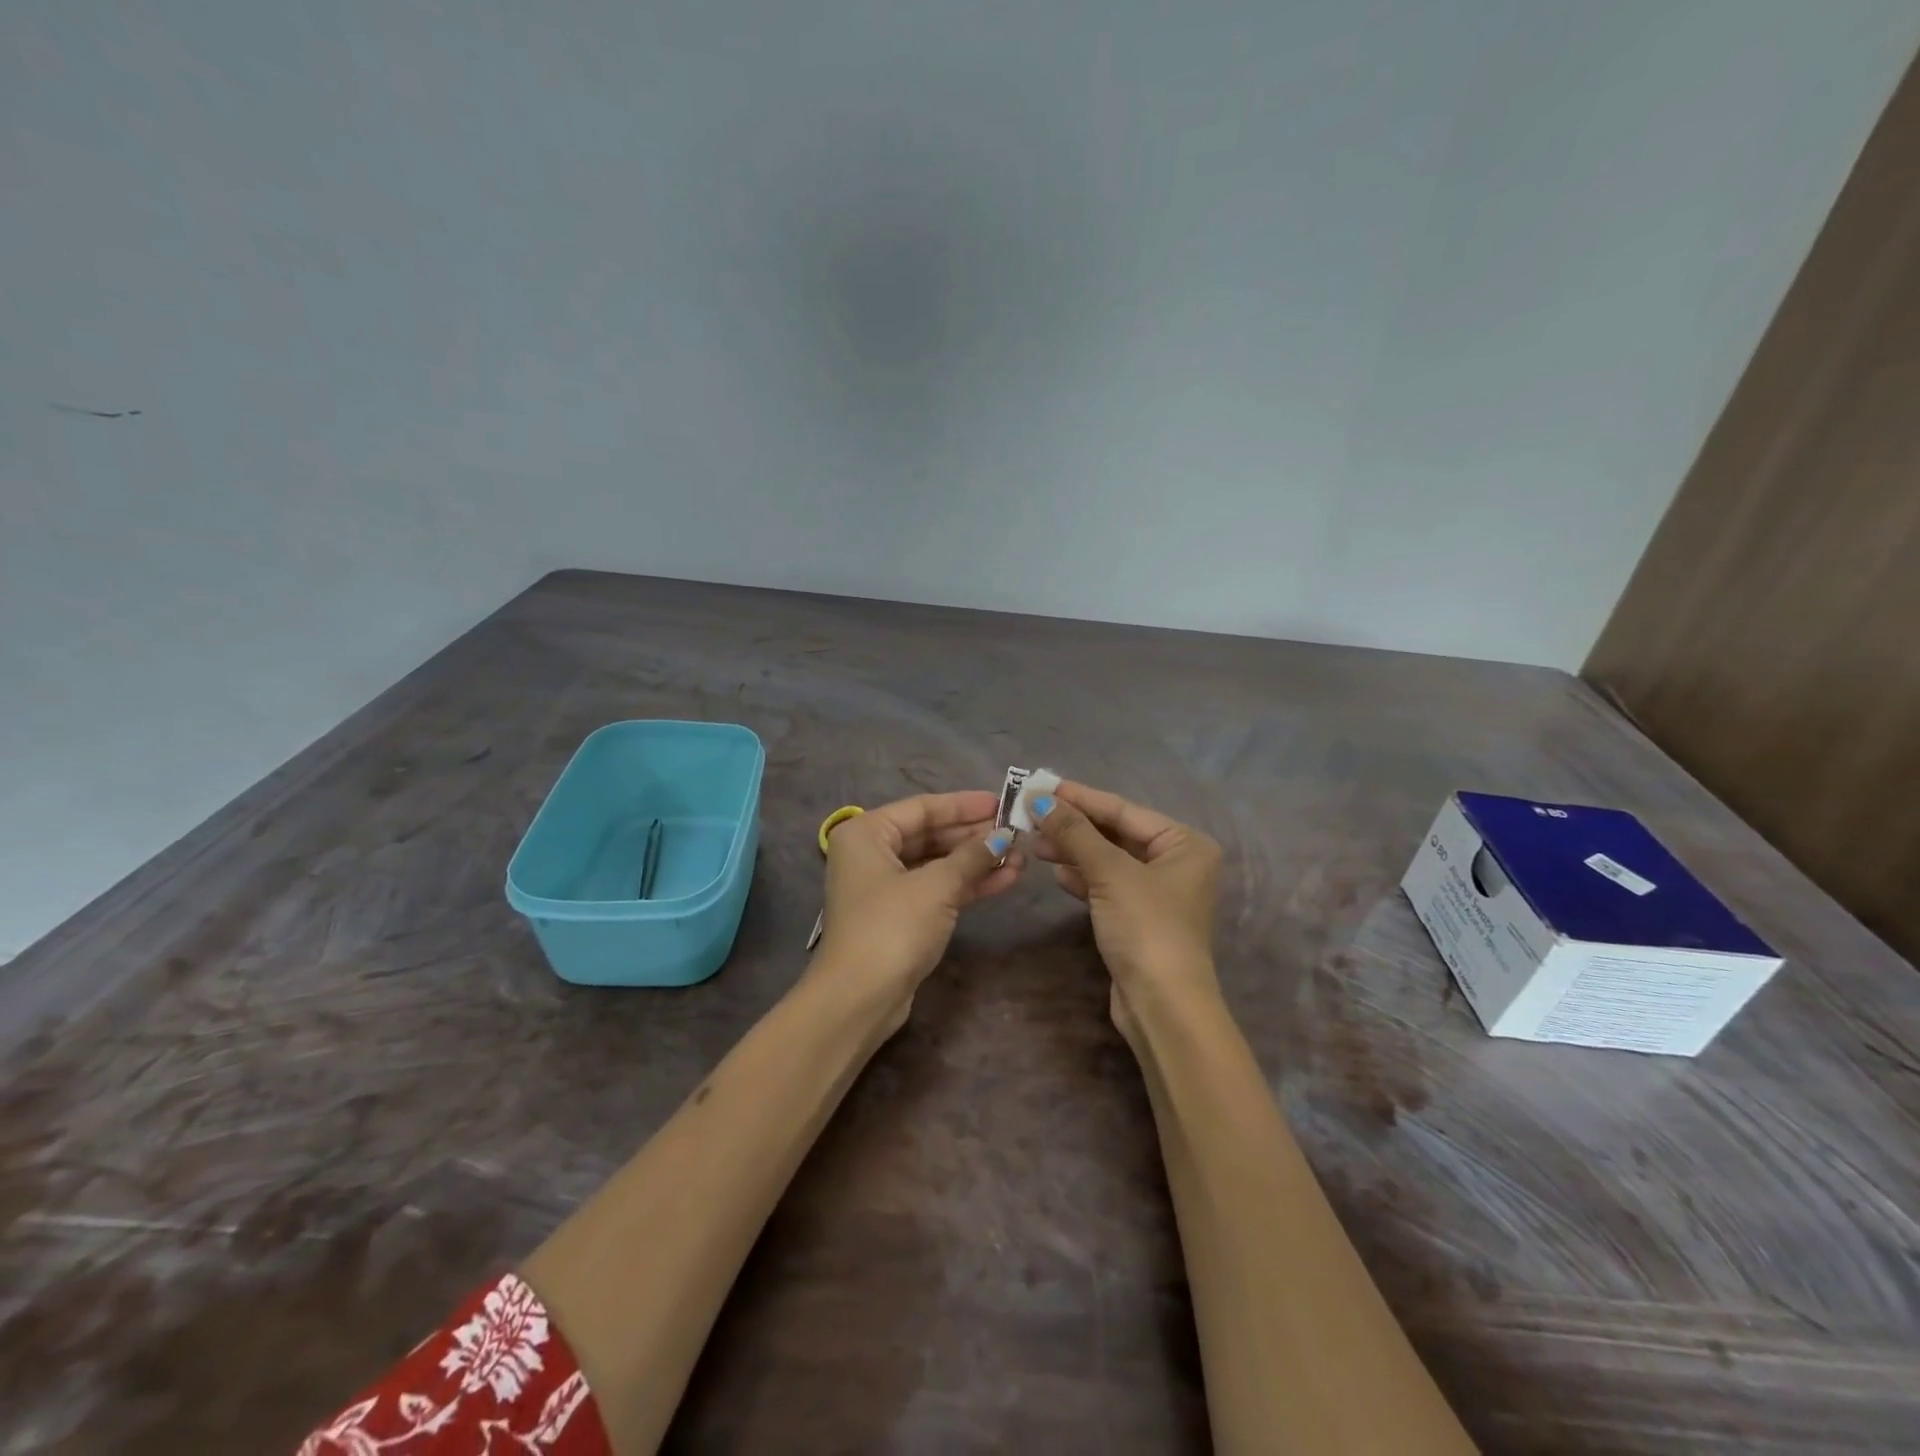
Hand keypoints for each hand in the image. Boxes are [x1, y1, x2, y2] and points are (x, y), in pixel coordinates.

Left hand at [813, 790, 1023, 1023]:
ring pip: (937, 864)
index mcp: (867, 833)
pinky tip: (1004, 881)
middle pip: (931, 835)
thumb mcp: (937, 886)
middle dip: (975, 837)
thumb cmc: (892, 927)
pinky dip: (967, 885)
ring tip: (1020, 859)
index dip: (965, 805)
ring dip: (977, 862)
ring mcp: (884, 887)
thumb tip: (1003, 837)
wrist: (859, 998)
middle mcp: (871, 853)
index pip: (923, 808)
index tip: (1002, 802)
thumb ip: (972, 857)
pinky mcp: (899, 916)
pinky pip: (936, 889)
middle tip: (1017, 833)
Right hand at [1027, 782, 1222, 1038]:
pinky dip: (1082, 877)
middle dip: (1073, 826)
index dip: (1080, 798)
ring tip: (1035, 843)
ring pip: (1108, 860)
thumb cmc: (1146, 927)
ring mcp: (1158, 892)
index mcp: (1184, 843)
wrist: (1162, 1006)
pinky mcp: (1139, 918)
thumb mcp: (1109, 873)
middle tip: (1030, 816)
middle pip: (1115, 833)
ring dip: (1073, 851)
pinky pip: (1106, 885)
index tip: (1041, 786)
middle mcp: (1176, 862)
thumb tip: (1038, 799)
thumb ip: (1074, 833)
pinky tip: (1056, 873)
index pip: (1123, 809)